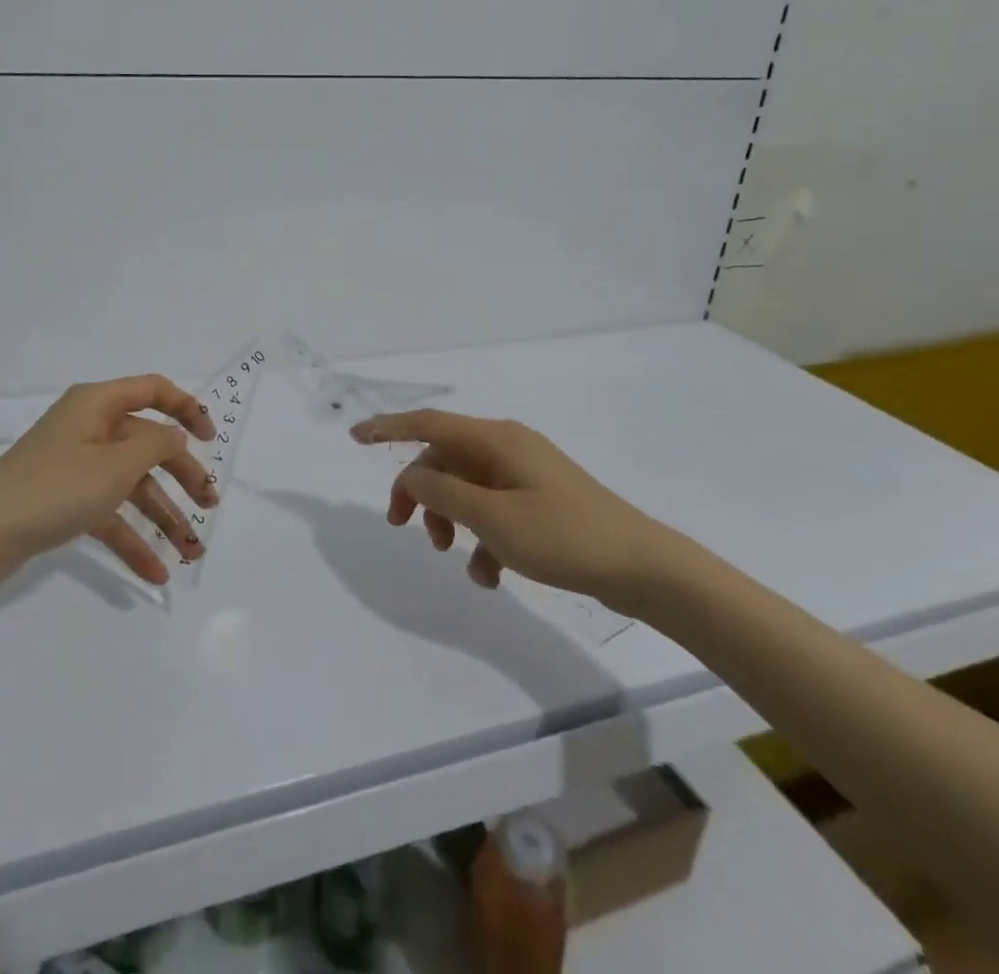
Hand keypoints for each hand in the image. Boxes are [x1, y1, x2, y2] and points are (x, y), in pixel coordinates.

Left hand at [0, 375, 217, 585]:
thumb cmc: (55, 487)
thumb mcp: (116, 464)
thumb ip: (156, 445)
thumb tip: (176, 435)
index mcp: (98, 404)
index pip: (153, 390)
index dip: (187, 408)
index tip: (212, 438)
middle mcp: (89, 429)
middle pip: (148, 444)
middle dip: (181, 476)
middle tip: (209, 505)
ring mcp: (76, 466)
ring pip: (132, 485)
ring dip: (162, 516)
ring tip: (191, 553)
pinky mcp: (66, 501)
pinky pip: (110, 513)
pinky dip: (132, 538)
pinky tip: (156, 571)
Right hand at [353, 409, 686, 613]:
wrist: (643, 568)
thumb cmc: (563, 535)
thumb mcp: (492, 518)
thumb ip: (442, 493)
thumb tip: (410, 475)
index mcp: (496, 440)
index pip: (429, 423)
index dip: (389, 427)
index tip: (355, 437)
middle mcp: (509, 448)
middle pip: (445, 459)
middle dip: (420, 491)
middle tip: (403, 527)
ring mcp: (527, 475)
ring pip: (467, 488)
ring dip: (451, 519)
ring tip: (453, 556)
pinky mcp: (541, 502)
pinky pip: (494, 510)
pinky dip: (482, 538)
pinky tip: (491, 576)